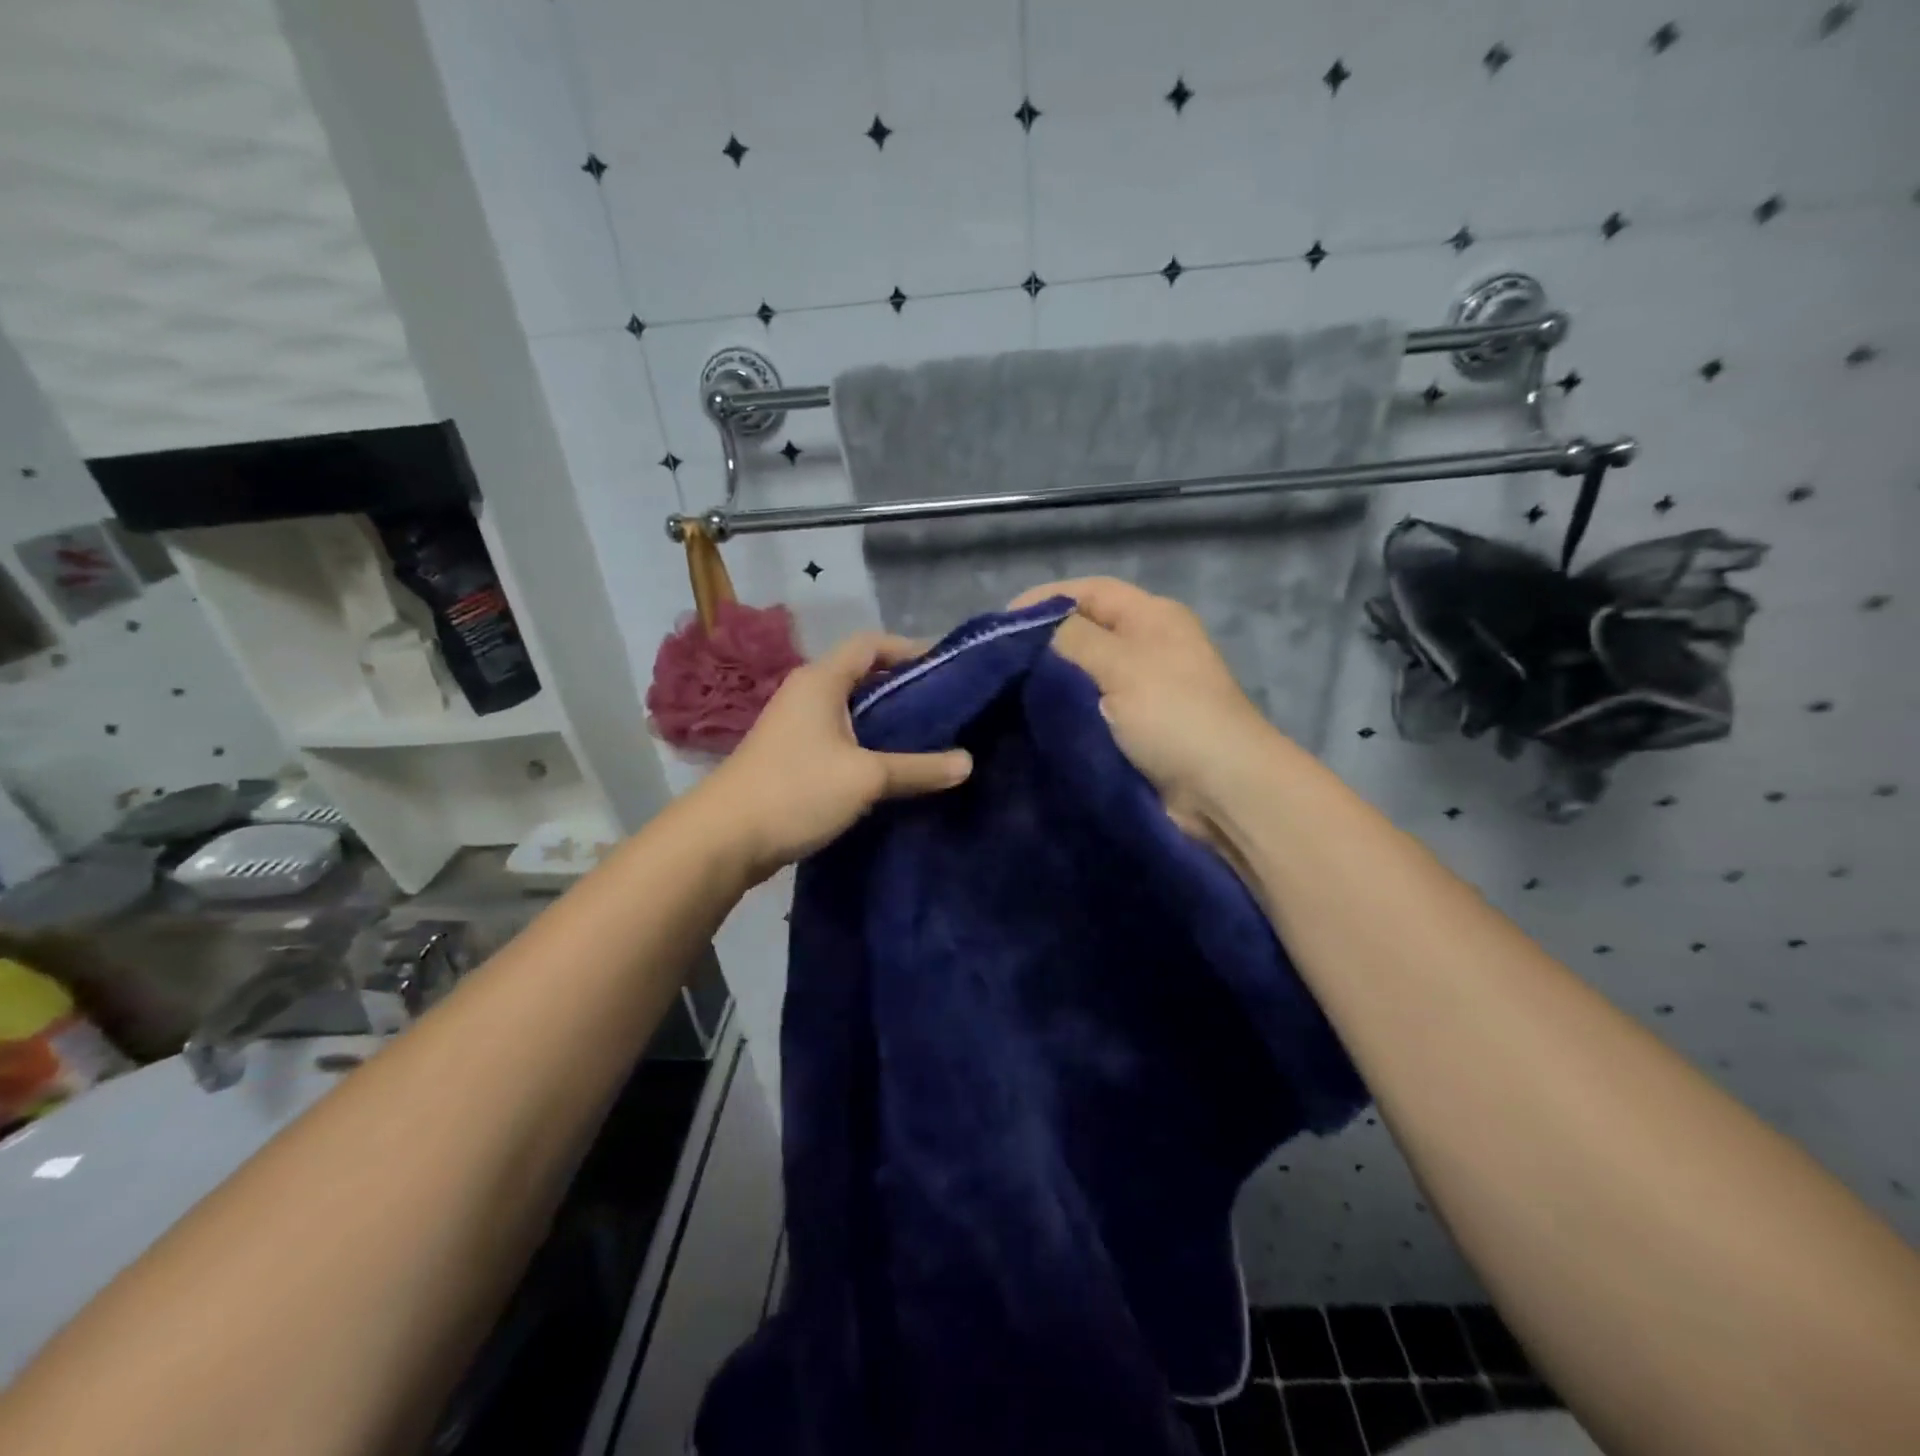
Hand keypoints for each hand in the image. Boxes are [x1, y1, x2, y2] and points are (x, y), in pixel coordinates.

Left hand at [696, 633, 972, 881]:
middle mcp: (806, 693)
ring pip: (850, 710)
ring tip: (927, 738)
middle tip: (946, 707)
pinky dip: (866, 744)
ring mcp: (794, 726)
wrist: (723, 839)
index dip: (910, 648)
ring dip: (885, 720)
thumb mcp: (866, 778)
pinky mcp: (790, 756)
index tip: (946, 668)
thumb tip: (968, 762)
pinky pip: (838, 738)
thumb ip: (919, 768)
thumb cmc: (796, 791)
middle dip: (903, 687)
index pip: (871, 643)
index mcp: (821, 680)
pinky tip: (890, 768)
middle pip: (862, 675)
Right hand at [1011, 578, 1281, 842]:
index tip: (998, 624)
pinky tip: (1030, 721)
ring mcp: (1142, 690)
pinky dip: (1063, 712)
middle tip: (995, 663)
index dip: (1043, 600)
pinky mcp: (1134, 730)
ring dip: (1049, 682)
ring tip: (1004, 693)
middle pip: (1084, 632)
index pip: (1089, 591)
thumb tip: (1030, 631)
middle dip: (1041, 644)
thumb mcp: (1120, 664)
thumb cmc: (1173, 715)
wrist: (1220, 790)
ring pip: (1083, 674)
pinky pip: (1089, 710)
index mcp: (1151, 617)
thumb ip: (1071, 638)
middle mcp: (1147, 646)